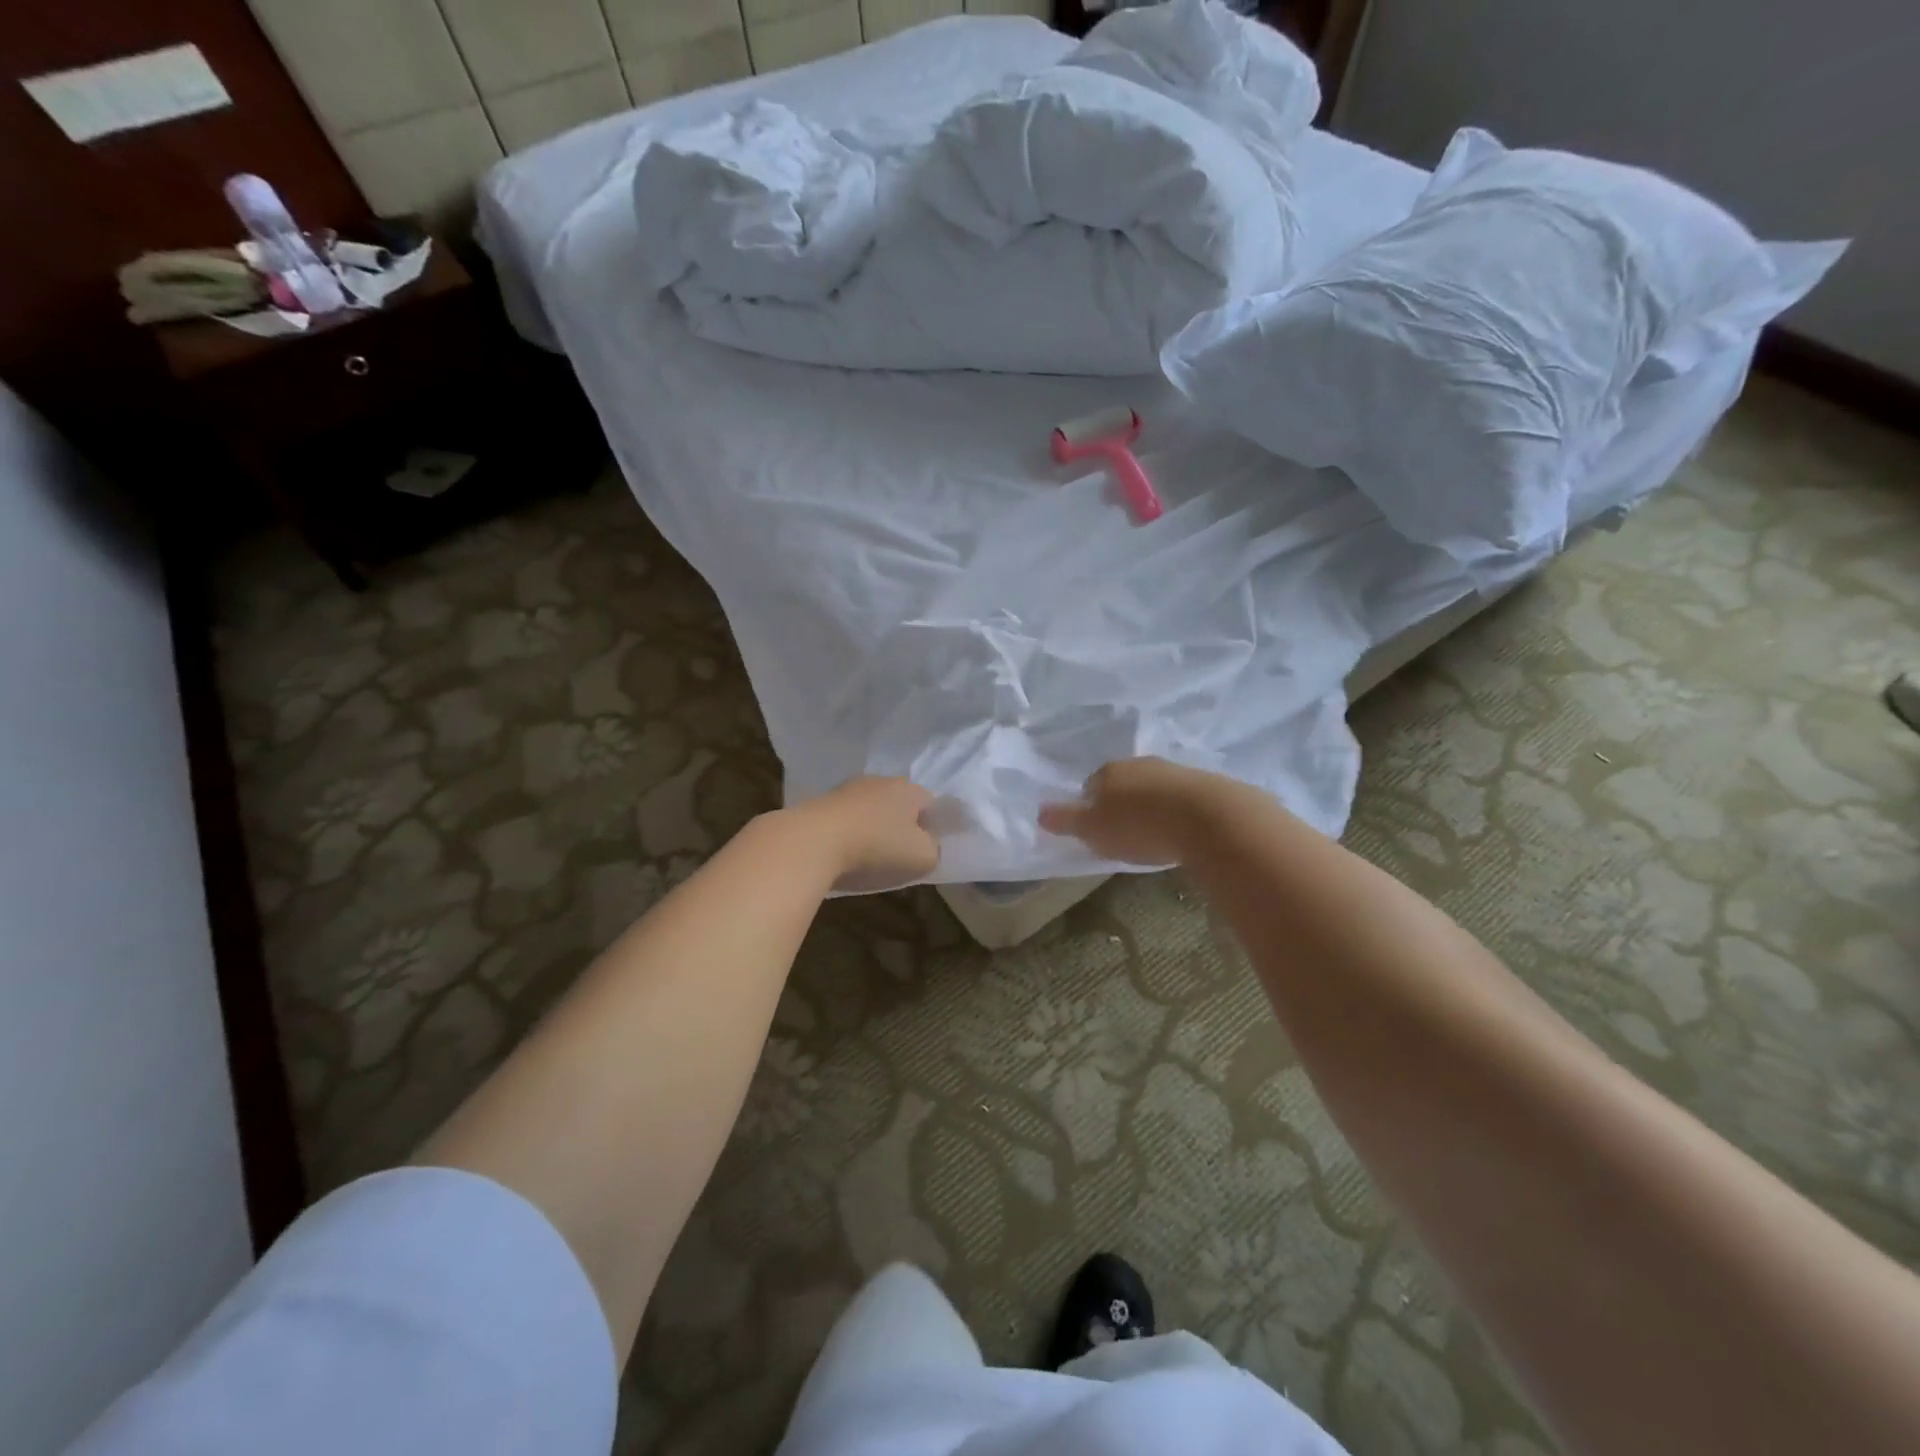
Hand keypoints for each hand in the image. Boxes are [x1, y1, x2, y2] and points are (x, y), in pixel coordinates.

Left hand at [798, 776, 940, 892]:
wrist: (812, 842)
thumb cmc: (877, 847)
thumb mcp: (923, 857)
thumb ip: (934, 849)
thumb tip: (928, 845)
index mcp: (909, 789)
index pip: (931, 804)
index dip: (933, 827)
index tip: (927, 850)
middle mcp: (879, 781)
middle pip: (898, 804)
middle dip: (901, 826)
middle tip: (900, 855)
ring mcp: (846, 790)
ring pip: (869, 810)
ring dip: (871, 829)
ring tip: (868, 858)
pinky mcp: (819, 803)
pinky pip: (844, 820)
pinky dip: (847, 834)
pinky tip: (843, 855)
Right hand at [1038, 758, 1229, 865]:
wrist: (1209, 818)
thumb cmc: (1139, 825)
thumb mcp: (1093, 830)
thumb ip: (1066, 821)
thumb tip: (1039, 812)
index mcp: (1108, 771)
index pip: (1089, 786)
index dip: (1089, 809)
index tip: (1096, 832)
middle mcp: (1139, 763)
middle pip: (1122, 784)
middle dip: (1121, 805)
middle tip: (1124, 834)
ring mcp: (1174, 770)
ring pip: (1152, 789)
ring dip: (1150, 807)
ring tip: (1155, 835)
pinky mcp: (1205, 784)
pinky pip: (1181, 797)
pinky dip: (1176, 811)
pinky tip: (1181, 831)